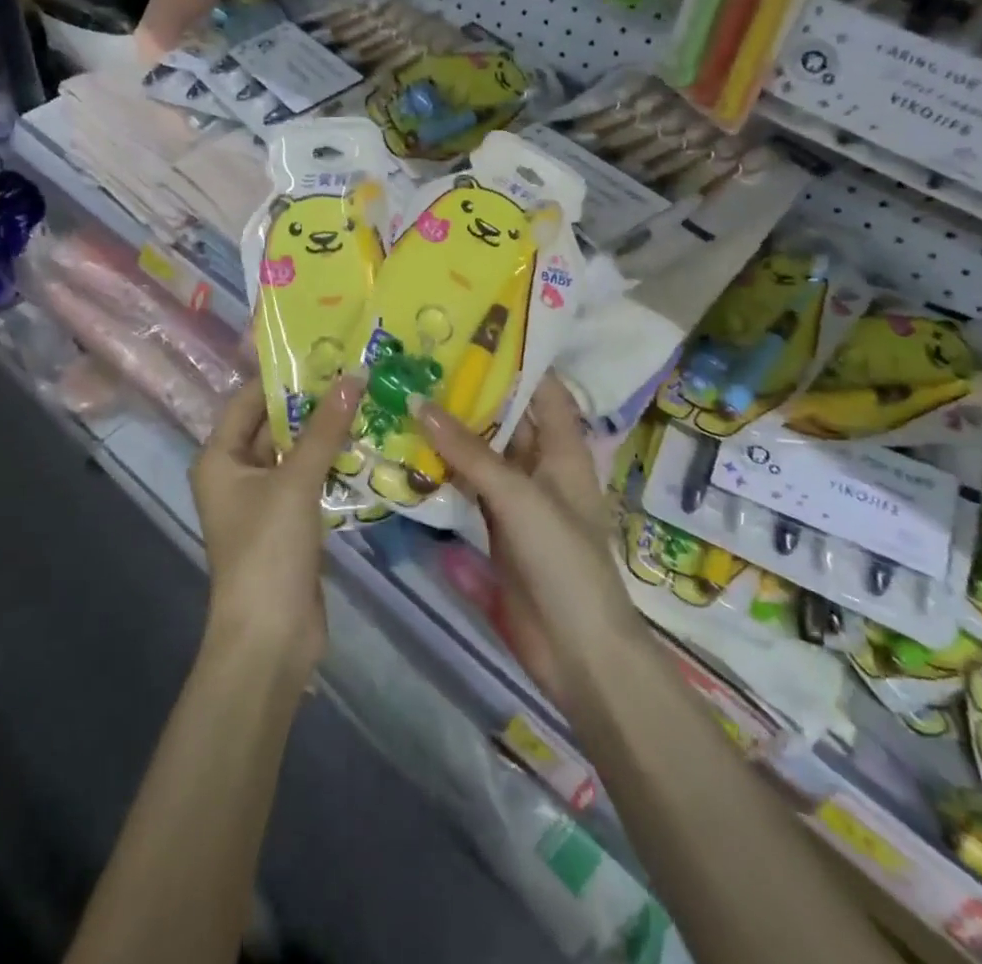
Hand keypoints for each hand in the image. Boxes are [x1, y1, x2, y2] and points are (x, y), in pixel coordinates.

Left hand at [190, 375, 362, 676]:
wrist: (270, 638)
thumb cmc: (268, 550)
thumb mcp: (295, 482)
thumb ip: (325, 429)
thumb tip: (354, 376)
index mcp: (219, 457)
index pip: (249, 400)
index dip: (282, 375)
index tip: (323, 350)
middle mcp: (235, 473)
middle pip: (272, 425)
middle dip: (311, 402)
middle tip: (354, 371)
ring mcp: (262, 500)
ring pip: (294, 452)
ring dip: (325, 432)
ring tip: (367, 398)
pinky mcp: (287, 523)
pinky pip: (308, 480)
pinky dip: (331, 463)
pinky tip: (365, 443)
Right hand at [416, 377, 641, 706]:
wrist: (576, 650)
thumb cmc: (563, 559)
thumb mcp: (518, 496)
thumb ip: (469, 451)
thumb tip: (419, 401)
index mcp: (564, 450)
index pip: (544, 390)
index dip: (518, 360)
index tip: (474, 331)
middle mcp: (541, 466)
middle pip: (505, 418)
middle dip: (470, 392)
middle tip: (422, 359)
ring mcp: (516, 498)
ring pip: (480, 452)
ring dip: (449, 430)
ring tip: (405, 393)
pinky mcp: (493, 528)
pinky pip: (465, 487)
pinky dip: (440, 470)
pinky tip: (406, 451)